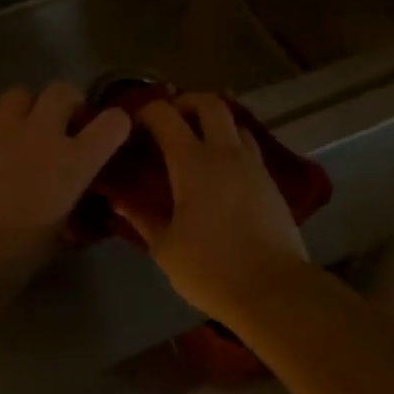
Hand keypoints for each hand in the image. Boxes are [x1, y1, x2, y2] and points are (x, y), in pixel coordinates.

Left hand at [0, 76, 131, 285]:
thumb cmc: (14, 259)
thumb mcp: (60, 235)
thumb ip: (74, 208)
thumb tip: (83, 204)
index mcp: (72, 163)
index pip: (112, 123)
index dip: (116, 124)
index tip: (110, 133)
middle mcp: (40, 134)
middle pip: (62, 91)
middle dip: (68, 104)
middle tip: (64, 126)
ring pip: (20, 92)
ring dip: (28, 106)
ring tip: (24, 124)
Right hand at [113, 95, 307, 314]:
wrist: (274, 290)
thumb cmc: (211, 268)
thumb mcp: (166, 247)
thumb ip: (142, 217)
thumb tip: (119, 200)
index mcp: (193, 162)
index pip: (165, 115)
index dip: (145, 112)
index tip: (132, 126)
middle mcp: (225, 152)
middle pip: (209, 103)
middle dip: (185, 102)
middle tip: (169, 121)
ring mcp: (253, 165)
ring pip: (234, 122)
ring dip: (213, 122)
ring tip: (196, 144)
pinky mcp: (271, 182)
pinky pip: (249, 147)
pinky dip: (231, 145)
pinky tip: (221, 172)